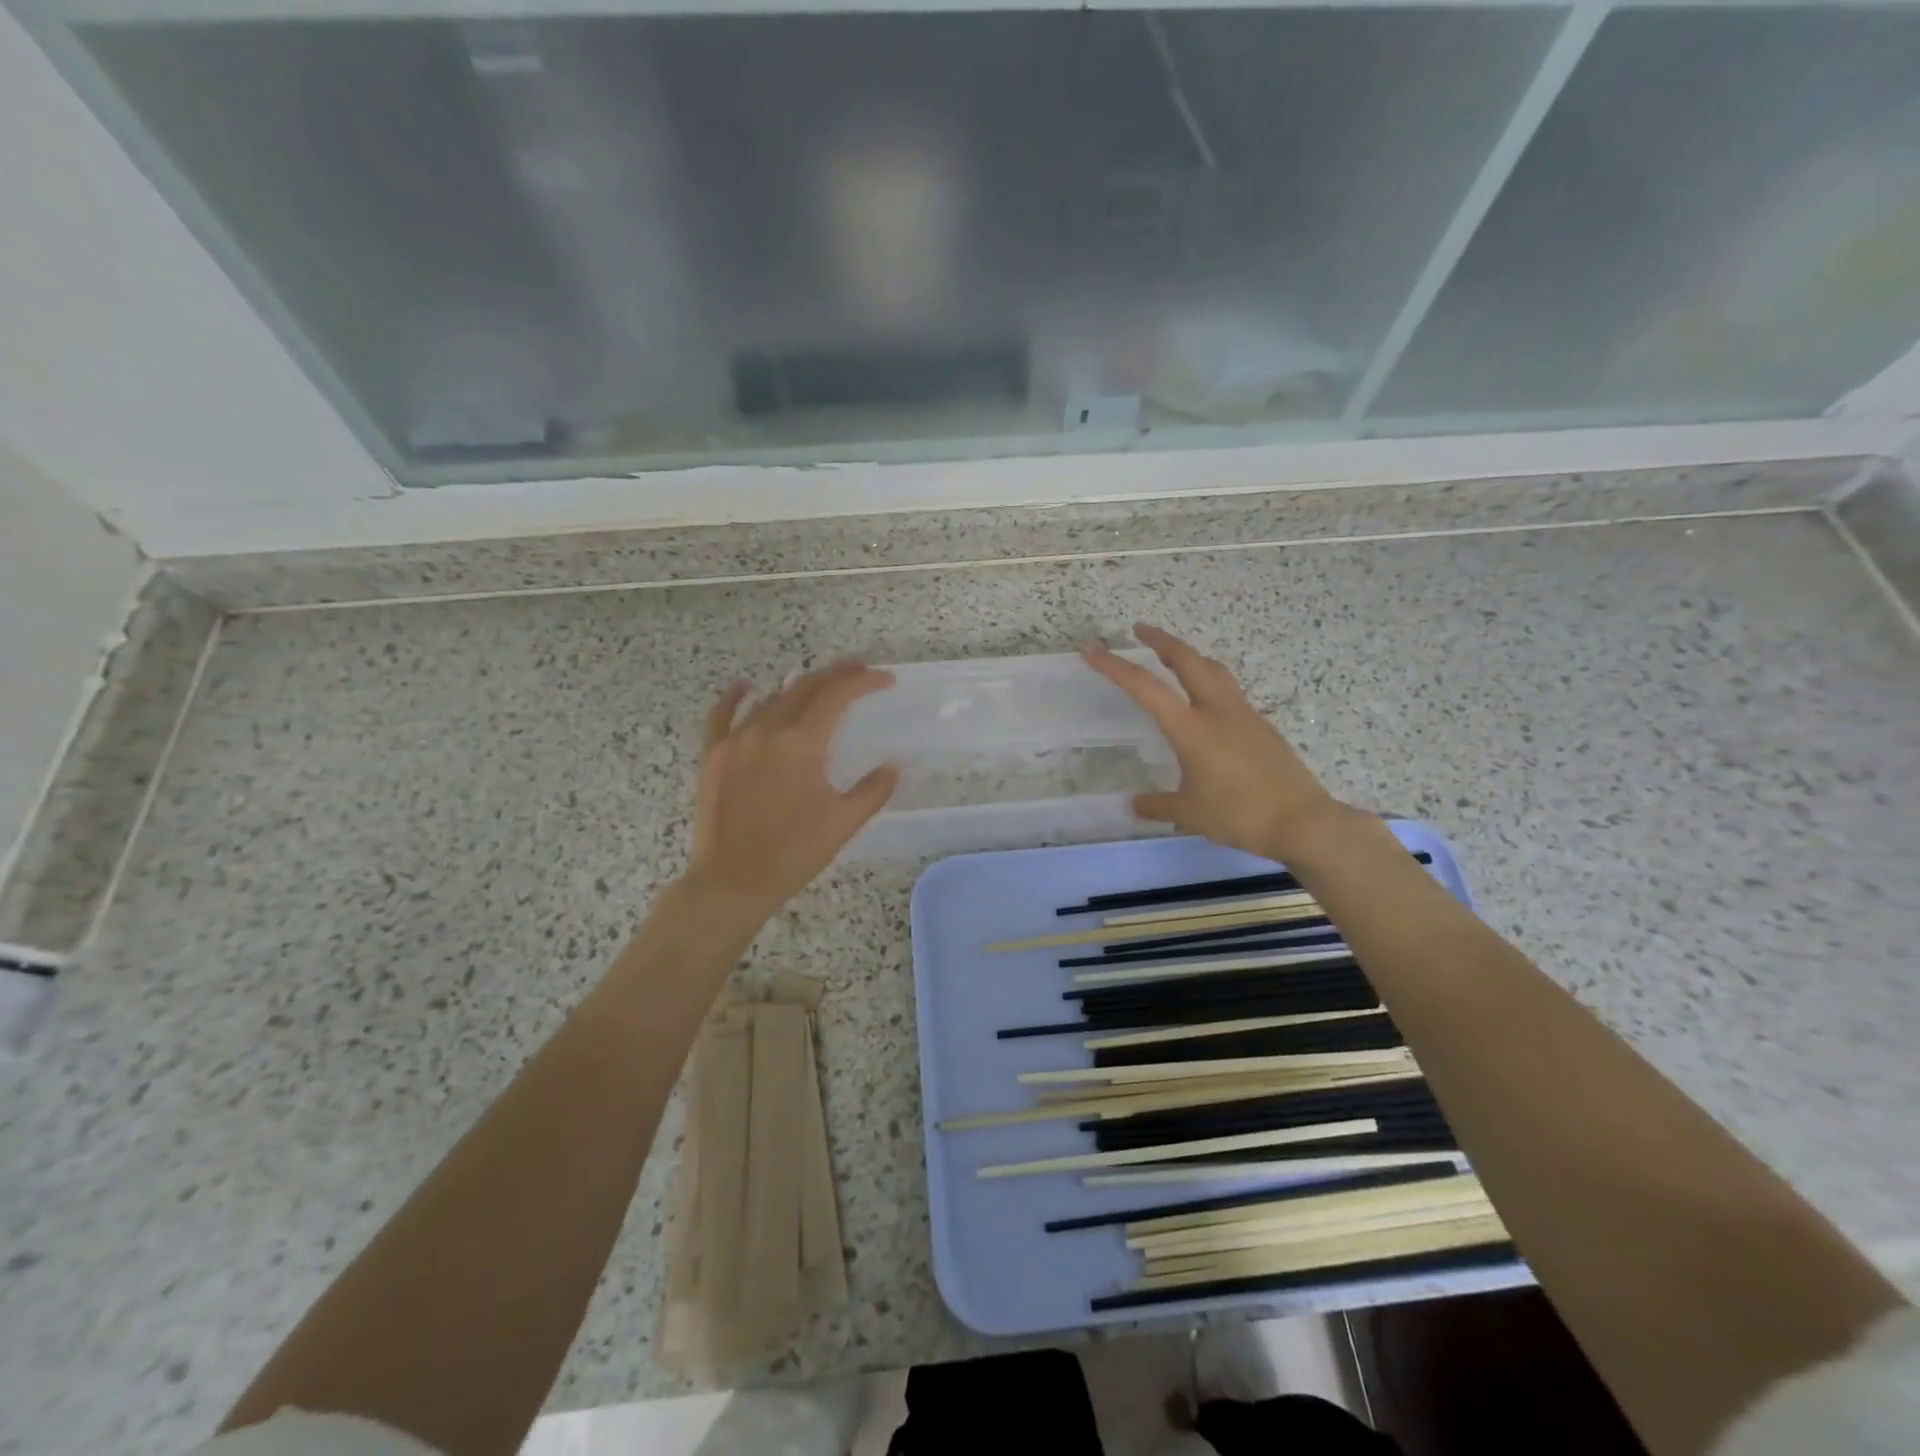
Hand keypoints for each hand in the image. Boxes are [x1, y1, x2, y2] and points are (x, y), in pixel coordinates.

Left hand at [681, 662, 898, 918]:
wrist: (733, 881)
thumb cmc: (794, 853)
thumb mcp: (843, 823)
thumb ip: (873, 790)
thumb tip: (892, 767)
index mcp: (802, 743)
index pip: (837, 695)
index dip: (863, 681)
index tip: (884, 679)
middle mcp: (768, 730)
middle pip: (806, 687)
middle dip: (836, 675)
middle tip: (859, 673)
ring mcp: (735, 739)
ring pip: (771, 698)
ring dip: (799, 688)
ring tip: (820, 688)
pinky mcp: (713, 754)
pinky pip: (722, 714)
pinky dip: (736, 696)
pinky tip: (746, 685)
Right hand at [1086, 624, 1347, 858]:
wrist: (1302, 821)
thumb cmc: (1239, 814)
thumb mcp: (1189, 814)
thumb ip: (1158, 805)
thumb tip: (1135, 803)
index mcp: (1191, 728)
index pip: (1146, 688)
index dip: (1115, 667)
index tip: (1093, 650)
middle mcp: (1217, 711)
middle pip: (1188, 660)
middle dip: (1161, 640)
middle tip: (1141, 629)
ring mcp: (1244, 715)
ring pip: (1214, 671)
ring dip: (1190, 656)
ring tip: (1174, 657)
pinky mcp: (1261, 727)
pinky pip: (1230, 692)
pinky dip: (1210, 682)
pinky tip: (1206, 703)